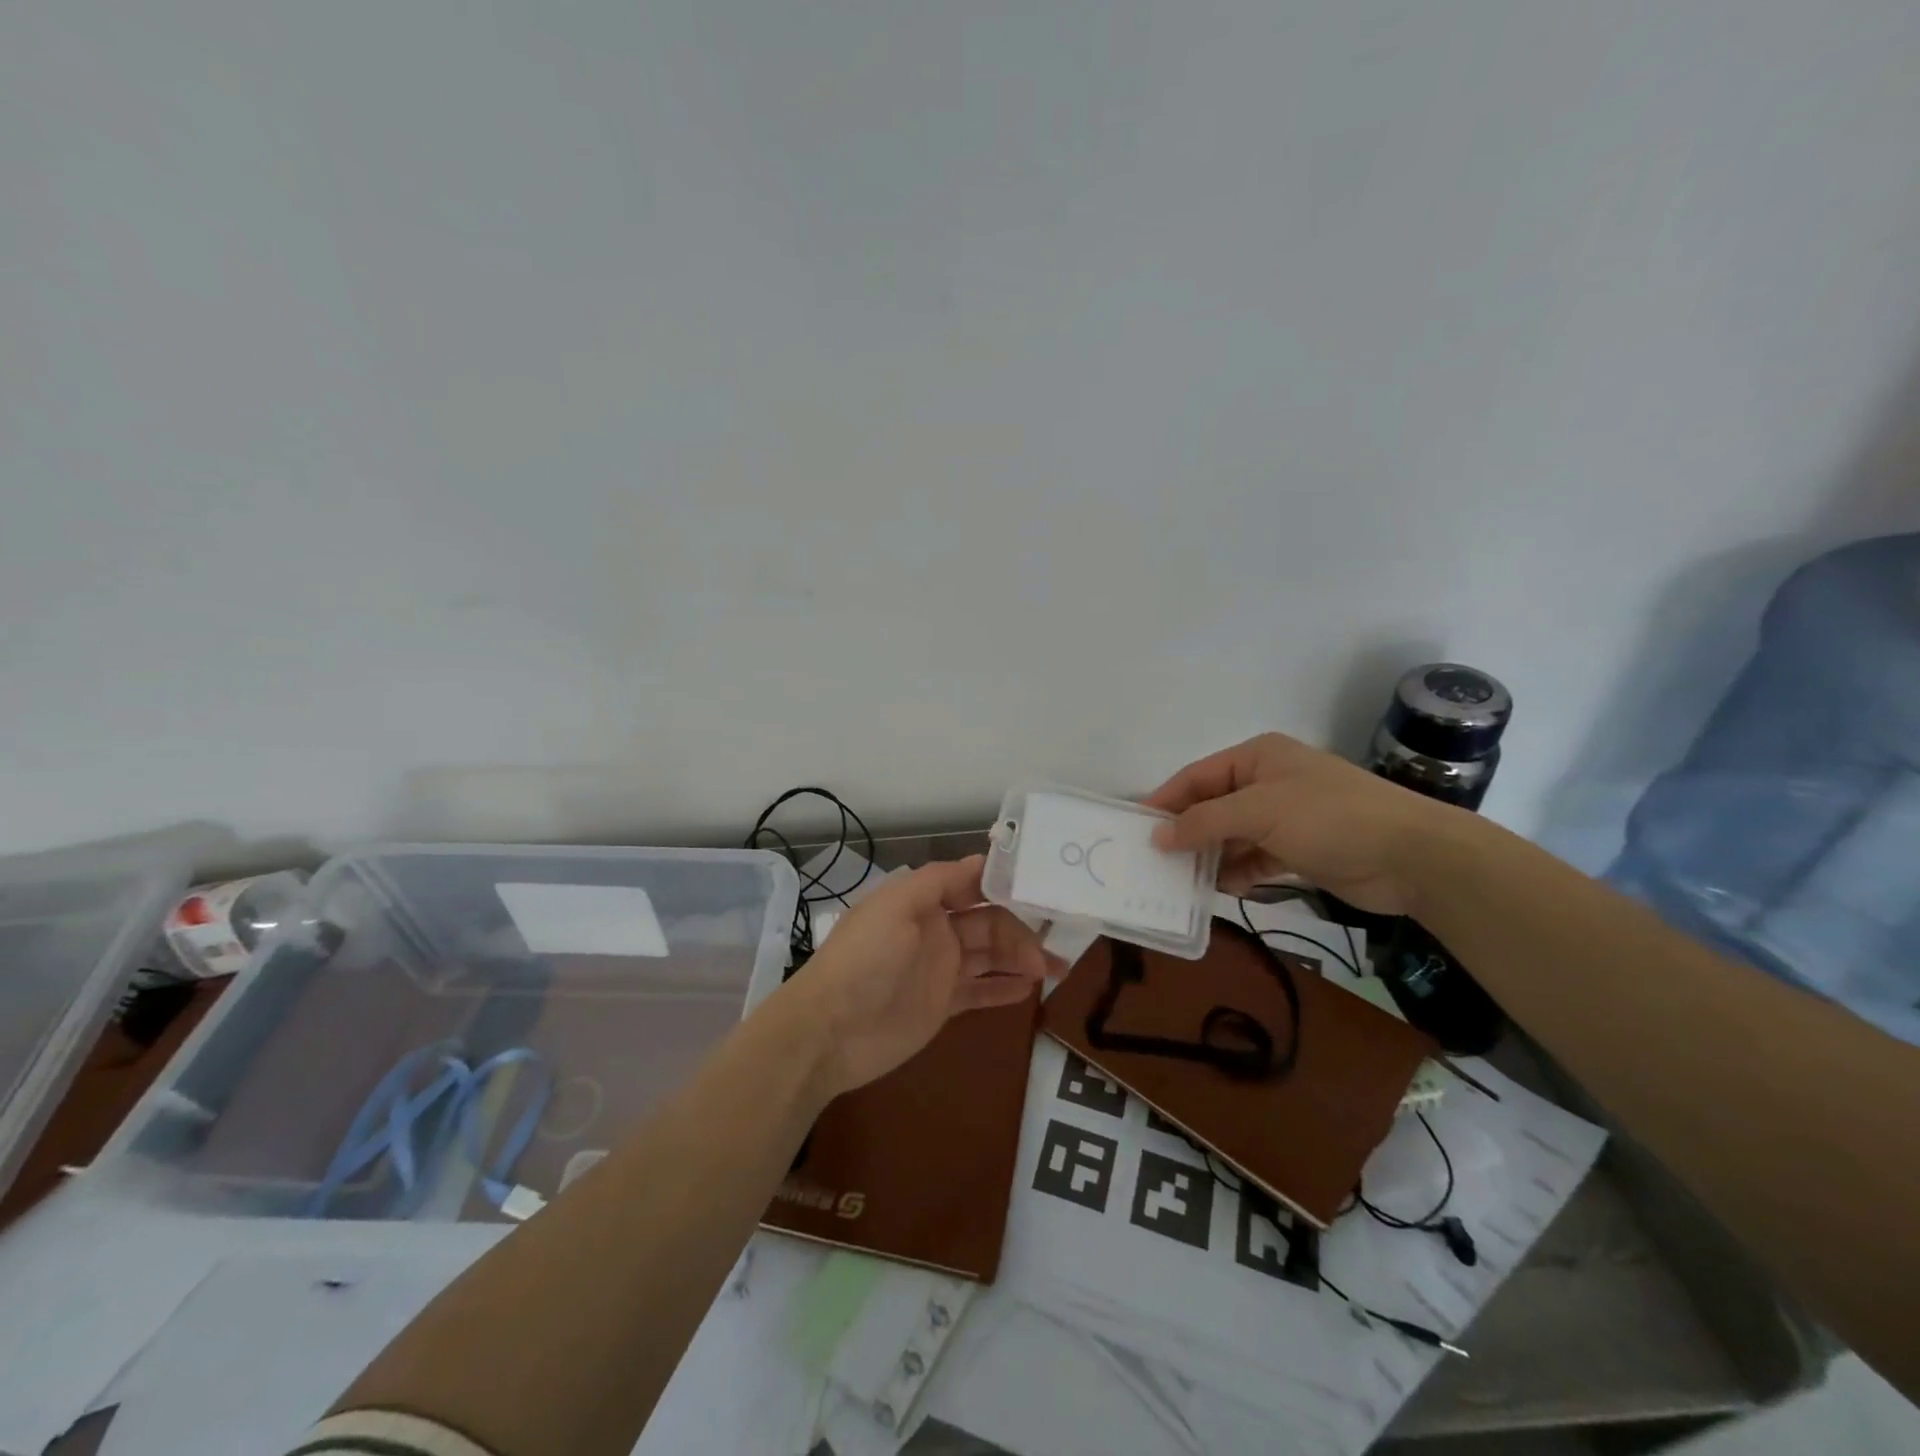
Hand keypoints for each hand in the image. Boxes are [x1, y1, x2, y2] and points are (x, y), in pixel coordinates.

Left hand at [777, 856, 1051, 1098]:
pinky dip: (1005, 989)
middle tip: (1053, 950)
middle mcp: (935, 929)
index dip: (1006, 884)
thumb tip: (983, 860)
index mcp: (923, 900)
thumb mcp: (896, 906)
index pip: (972, 883)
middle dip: (1022, 930)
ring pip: (991, 956)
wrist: (829, 1030)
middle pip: (989, 921)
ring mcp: (940, 969)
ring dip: (1023, 958)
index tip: (1044, 887)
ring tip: (1057, 969)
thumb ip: (938, 880)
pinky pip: (981, 991)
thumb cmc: (865, 959)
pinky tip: (1032, 989)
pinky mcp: (942, 1005)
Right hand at [1144, 732, 1462, 913]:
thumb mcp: (1260, 811)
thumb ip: (1204, 822)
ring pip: (1232, 836)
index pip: (1197, 776)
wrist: (1412, 856)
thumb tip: (1157, 836)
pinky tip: (1220, 888)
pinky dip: (1237, 872)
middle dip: (1187, 832)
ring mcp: (1285, 817)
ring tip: (1180, 880)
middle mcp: (1268, 782)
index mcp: (1258, 757)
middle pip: (1212, 806)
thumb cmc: (1330, 818)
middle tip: (1154, 860)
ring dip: (1210, 856)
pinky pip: (1254, 858)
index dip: (1166, 801)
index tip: (1137, 828)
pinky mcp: (1299, 850)